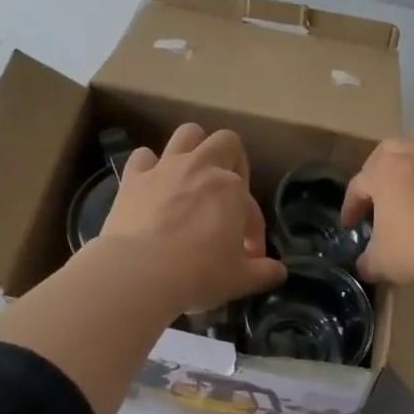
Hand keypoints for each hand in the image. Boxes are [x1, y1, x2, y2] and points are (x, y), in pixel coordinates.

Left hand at [100, 123, 286, 313]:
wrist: (139, 273)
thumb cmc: (198, 274)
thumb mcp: (240, 279)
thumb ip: (264, 272)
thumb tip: (279, 271)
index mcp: (232, 188)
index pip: (251, 207)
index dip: (253, 231)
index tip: (248, 256)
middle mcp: (201, 167)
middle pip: (226, 142)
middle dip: (231, 162)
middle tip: (226, 193)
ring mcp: (165, 168)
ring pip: (187, 134)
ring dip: (194, 149)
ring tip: (192, 175)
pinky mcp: (134, 178)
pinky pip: (143, 156)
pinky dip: (149, 166)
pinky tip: (152, 185)